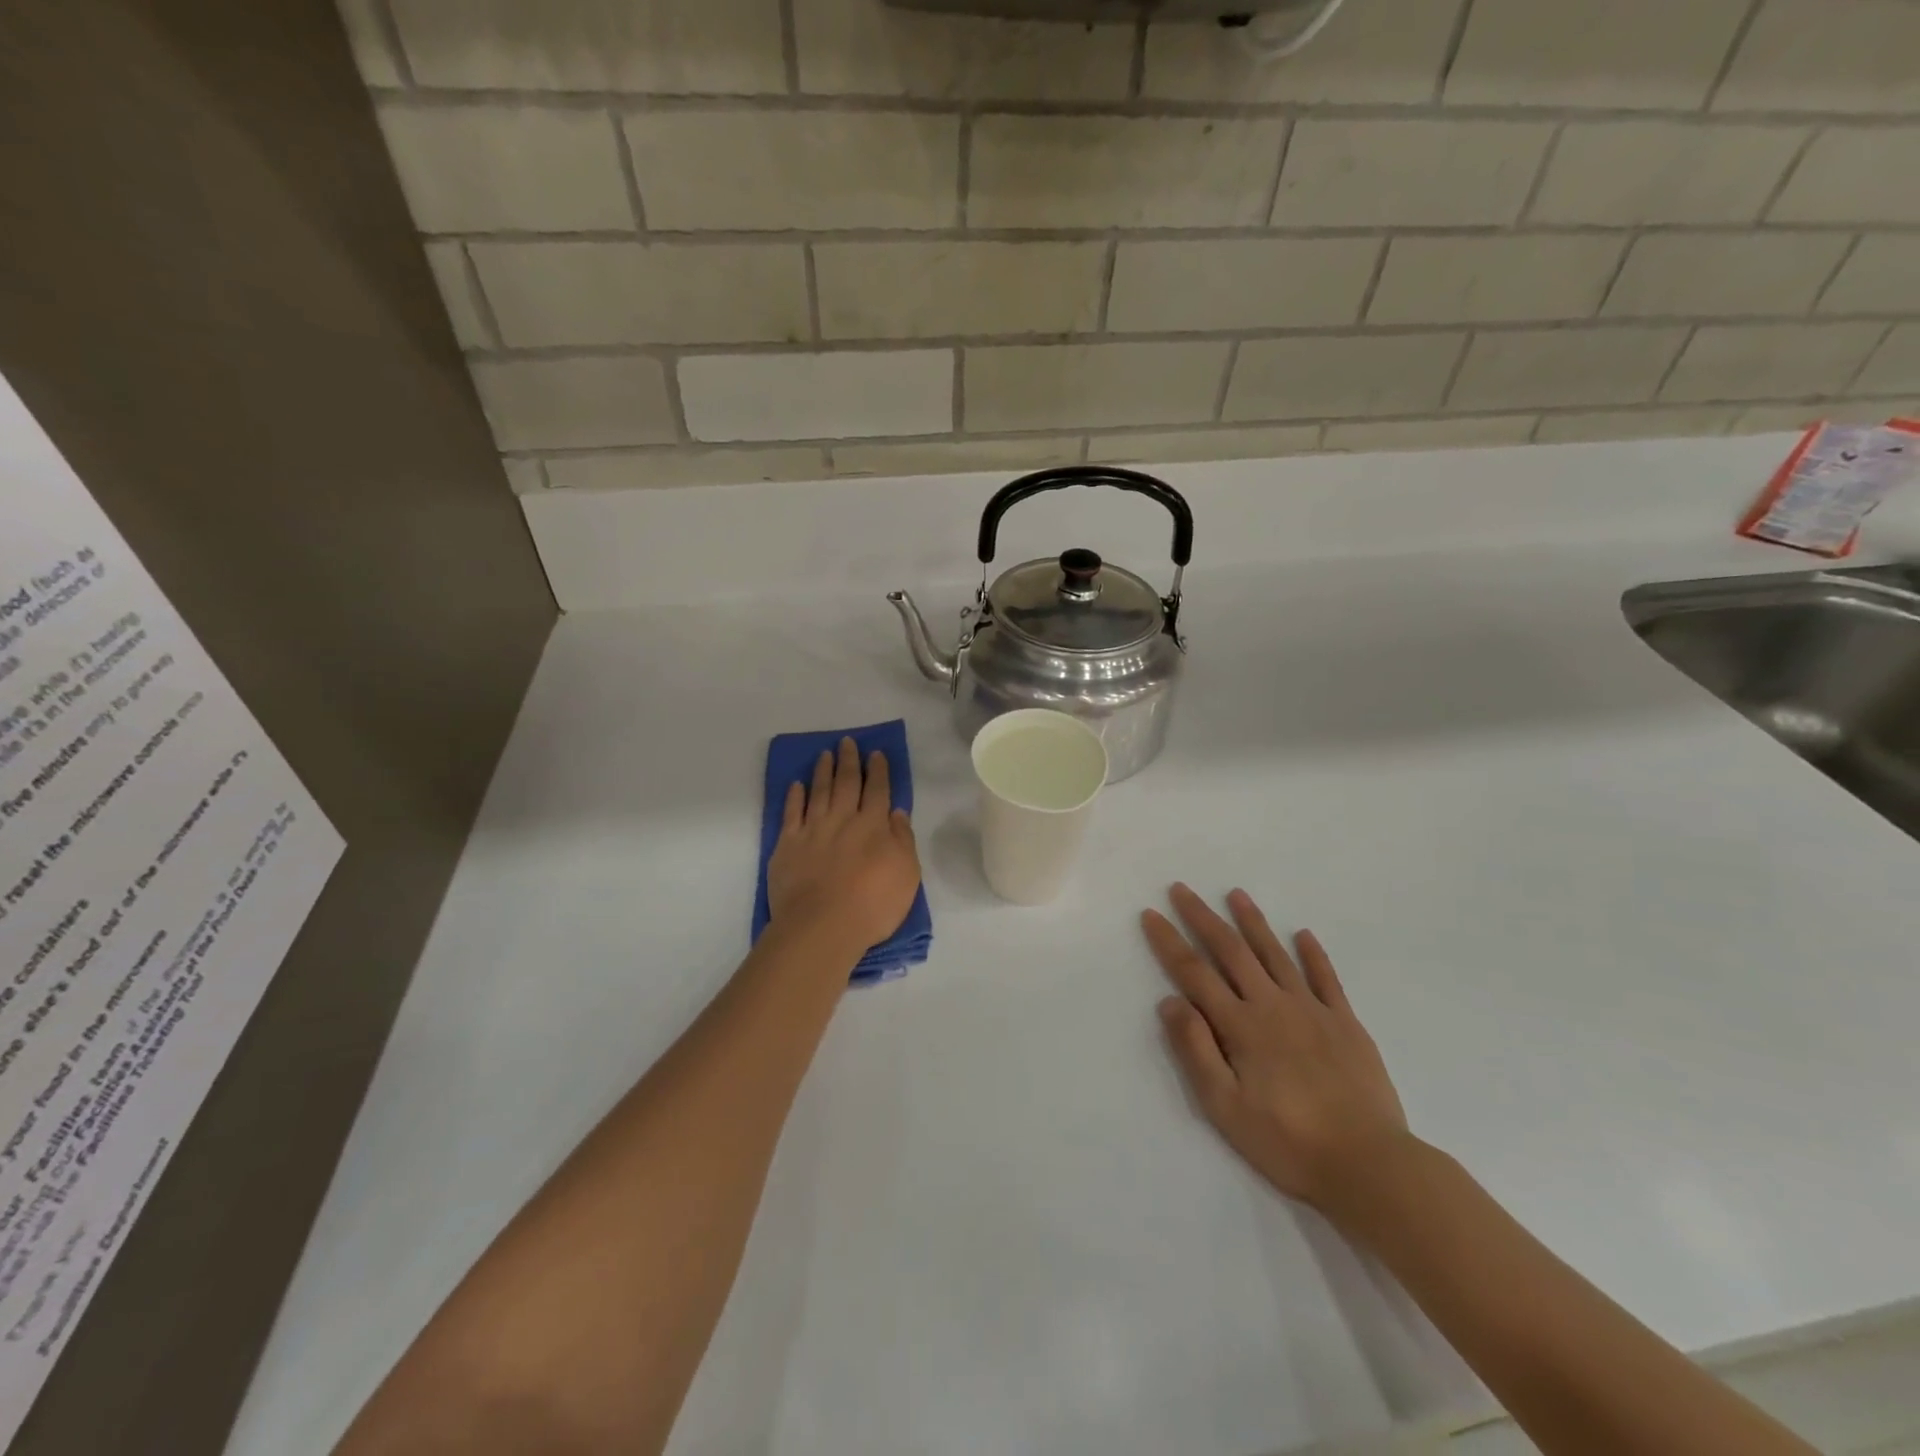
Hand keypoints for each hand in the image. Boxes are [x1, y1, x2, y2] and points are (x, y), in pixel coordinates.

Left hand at [768, 738, 921, 953]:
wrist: (822, 926)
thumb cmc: (872, 905)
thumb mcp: (906, 874)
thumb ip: (902, 840)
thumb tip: (897, 812)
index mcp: (873, 826)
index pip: (877, 790)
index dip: (878, 771)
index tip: (876, 753)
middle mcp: (843, 820)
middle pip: (846, 783)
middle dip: (849, 761)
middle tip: (848, 742)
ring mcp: (812, 830)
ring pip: (818, 792)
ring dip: (823, 771)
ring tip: (825, 754)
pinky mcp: (787, 845)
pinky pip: (791, 813)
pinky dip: (794, 797)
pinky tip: (797, 785)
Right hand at [1142, 884, 1411, 1217]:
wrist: (1369, 1166)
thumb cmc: (1287, 1142)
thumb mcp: (1225, 1106)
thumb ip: (1196, 1051)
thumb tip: (1170, 1001)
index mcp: (1241, 1026)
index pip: (1194, 973)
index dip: (1169, 942)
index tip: (1151, 914)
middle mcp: (1272, 1005)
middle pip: (1231, 951)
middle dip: (1203, 918)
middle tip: (1183, 889)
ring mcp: (1312, 1011)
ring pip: (1275, 955)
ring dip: (1253, 923)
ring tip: (1236, 894)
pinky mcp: (1346, 1024)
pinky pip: (1326, 979)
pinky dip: (1313, 954)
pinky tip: (1303, 934)